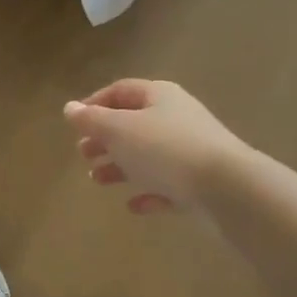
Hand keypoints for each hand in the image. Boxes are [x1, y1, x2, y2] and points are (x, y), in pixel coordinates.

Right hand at [64, 79, 246, 214]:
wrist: (226, 188)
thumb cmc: (165, 149)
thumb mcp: (119, 130)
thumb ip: (92, 120)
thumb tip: (69, 108)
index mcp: (159, 97)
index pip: (121, 90)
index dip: (95, 103)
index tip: (74, 123)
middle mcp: (176, 118)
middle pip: (133, 123)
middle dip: (104, 138)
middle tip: (83, 153)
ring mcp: (190, 152)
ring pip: (147, 156)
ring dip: (120, 167)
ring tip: (98, 180)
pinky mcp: (199, 184)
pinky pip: (167, 186)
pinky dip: (148, 193)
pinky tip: (134, 205)